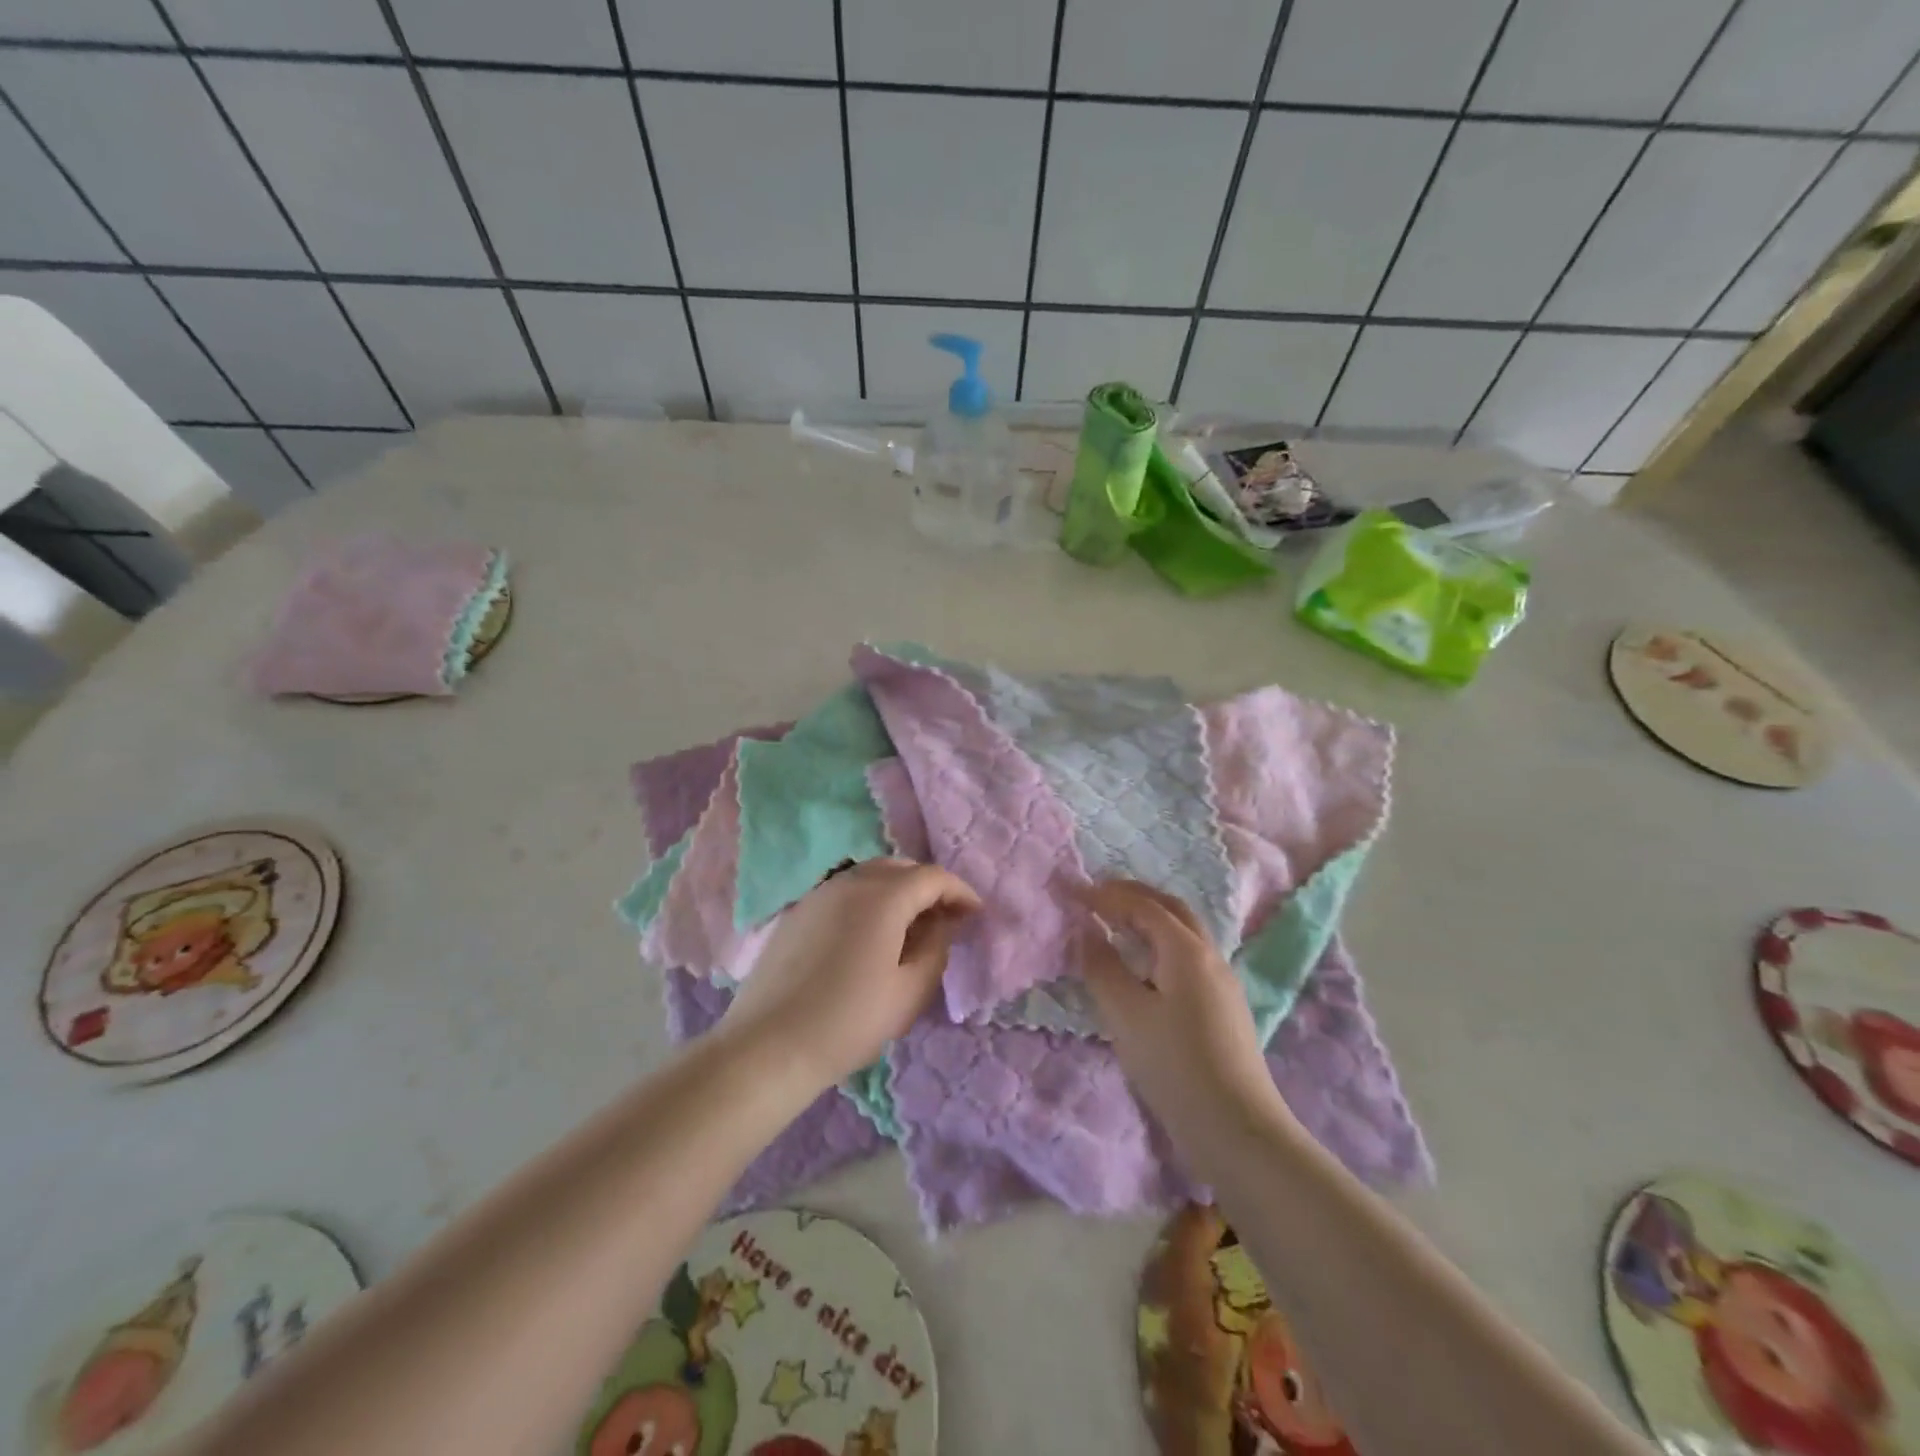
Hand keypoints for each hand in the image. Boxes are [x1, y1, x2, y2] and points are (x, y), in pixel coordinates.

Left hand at [722, 858, 980, 1090]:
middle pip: (900, 868)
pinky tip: (869, 935)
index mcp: (883, 896)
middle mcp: (850, 882)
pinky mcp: (798, 912)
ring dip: (897, 891)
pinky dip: (868, 900)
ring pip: (870, 876)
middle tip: (944, 919)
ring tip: (909, 927)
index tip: (975, 914)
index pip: (932, 877)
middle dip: (928, 887)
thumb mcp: (909, 991)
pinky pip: (844, 891)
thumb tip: (942, 922)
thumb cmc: (849, 1021)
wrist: (769, 1046)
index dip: (959, 892)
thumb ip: (936, 948)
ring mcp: (819, 893)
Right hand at [1077, 880, 1293, 1145]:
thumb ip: (1102, 967)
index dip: (1107, 895)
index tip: (1074, 892)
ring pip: (1183, 933)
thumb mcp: (1126, 1015)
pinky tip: (1143, 967)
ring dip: (1149, 919)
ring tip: (1115, 925)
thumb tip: (1086, 931)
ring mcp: (1222, 982)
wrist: (1237, 1129)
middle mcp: (1210, 956)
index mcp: (1187, 951)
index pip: (1144, 906)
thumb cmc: (1175, 1066)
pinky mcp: (1223, 1007)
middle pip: (1171, 909)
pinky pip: (1187, 957)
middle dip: (1134, 896)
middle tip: (1097, 896)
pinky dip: (1159, 944)